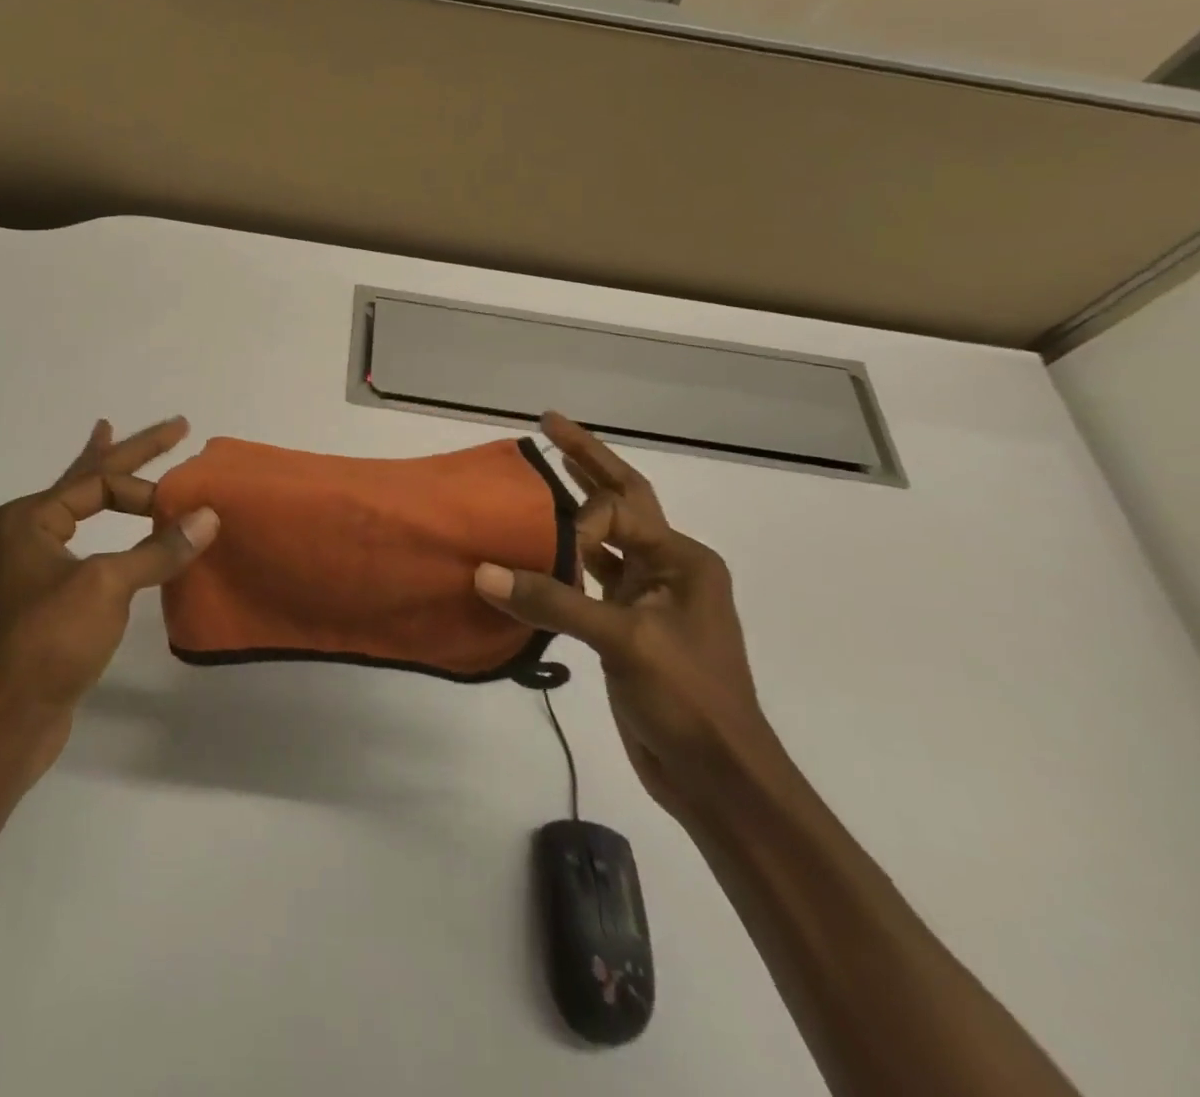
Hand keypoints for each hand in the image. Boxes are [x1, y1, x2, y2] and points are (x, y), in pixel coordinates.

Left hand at [0, 417, 218, 770]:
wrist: (4, 721)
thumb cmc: (47, 641)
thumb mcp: (106, 586)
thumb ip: (158, 549)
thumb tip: (208, 517)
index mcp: (27, 518)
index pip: (99, 484)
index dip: (148, 491)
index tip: (186, 509)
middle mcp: (24, 533)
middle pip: (88, 481)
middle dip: (131, 452)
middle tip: (175, 425)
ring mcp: (31, 566)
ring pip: (82, 511)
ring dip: (108, 484)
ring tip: (113, 438)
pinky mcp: (45, 598)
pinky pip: (85, 546)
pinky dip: (106, 528)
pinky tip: (110, 525)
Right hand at [474, 411, 774, 824]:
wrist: (716, 777)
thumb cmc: (689, 699)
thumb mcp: (625, 643)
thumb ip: (554, 601)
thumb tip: (483, 573)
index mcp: (682, 560)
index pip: (619, 511)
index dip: (578, 521)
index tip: (551, 554)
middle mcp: (667, 569)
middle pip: (621, 502)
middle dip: (586, 461)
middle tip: (548, 424)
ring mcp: (646, 600)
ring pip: (603, 540)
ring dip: (572, 508)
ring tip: (537, 475)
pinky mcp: (624, 629)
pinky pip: (586, 581)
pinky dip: (560, 563)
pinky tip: (530, 552)